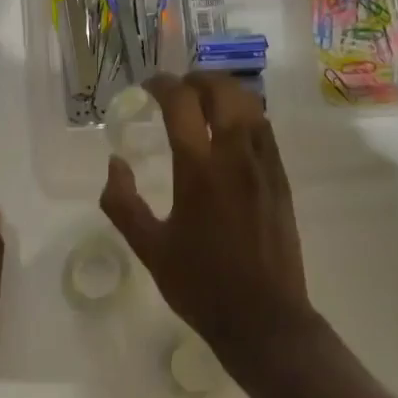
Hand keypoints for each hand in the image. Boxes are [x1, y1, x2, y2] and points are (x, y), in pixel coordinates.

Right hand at [99, 73, 317, 370]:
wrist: (264, 318)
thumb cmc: (201, 285)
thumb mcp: (149, 248)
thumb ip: (122, 203)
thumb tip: (115, 163)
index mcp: (199, 170)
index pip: (182, 104)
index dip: (163, 85)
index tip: (148, 86)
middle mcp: (236, 157)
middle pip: (223, 92)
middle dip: (198, 79)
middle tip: (177, 87)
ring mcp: (265, 166)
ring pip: (251, 106)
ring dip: (225, 92)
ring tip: (203, 100)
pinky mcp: (281, 180)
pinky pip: (265, 130)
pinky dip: (245, 115)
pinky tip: (230, 129)